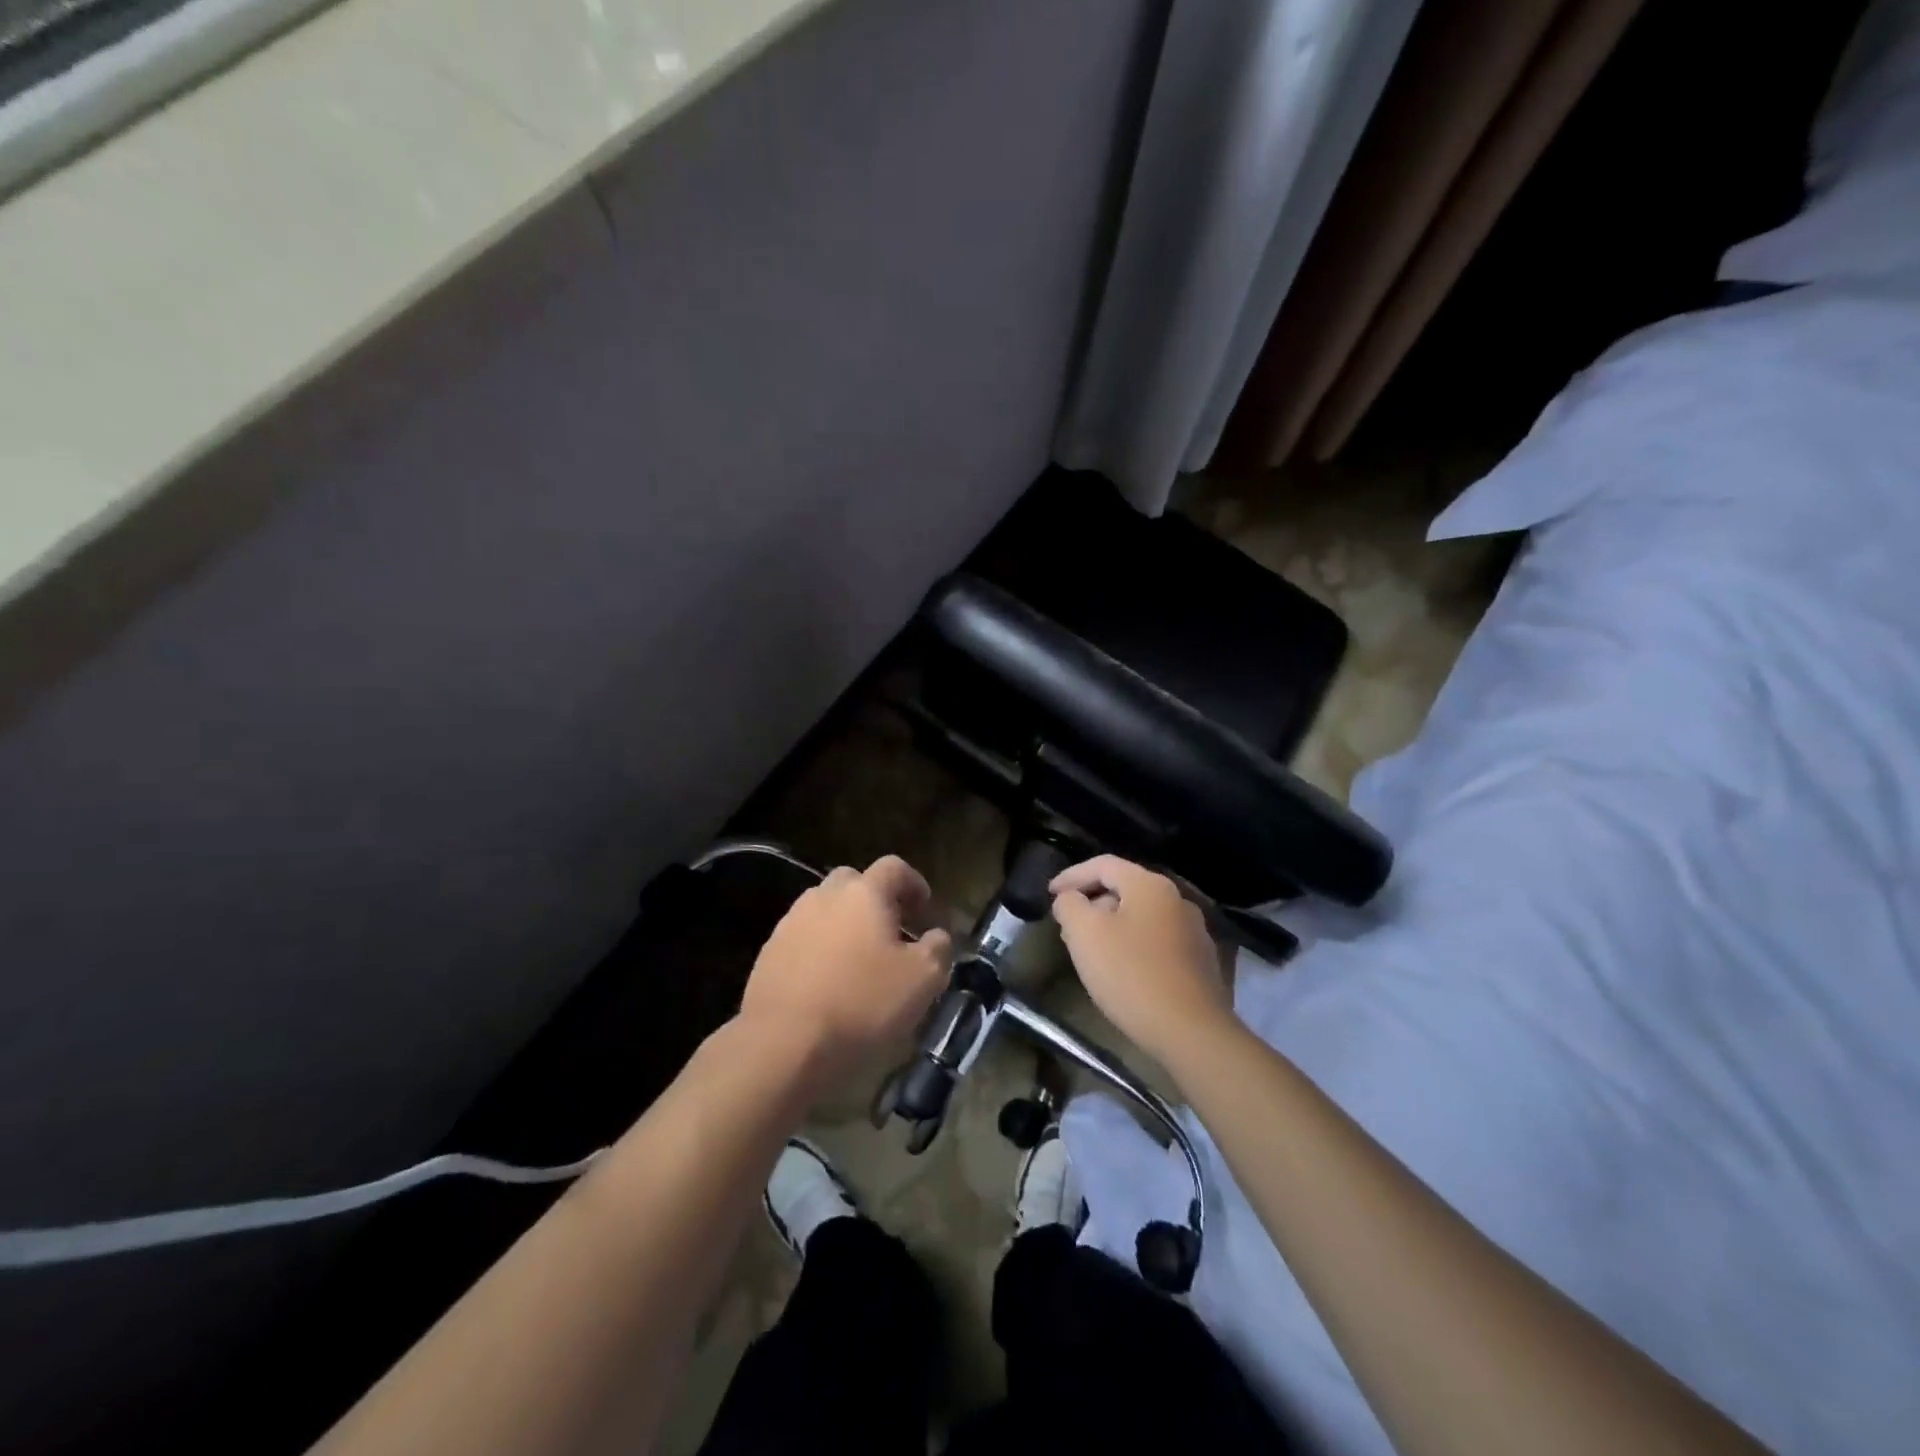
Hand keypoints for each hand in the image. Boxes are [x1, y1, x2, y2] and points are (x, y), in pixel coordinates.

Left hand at [739, 856, 951, 1095]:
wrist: (782, 1043)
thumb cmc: (862, 1004)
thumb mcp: (922, 980)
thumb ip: (938, 949)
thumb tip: (936, 936)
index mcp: (864, 893)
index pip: (894, 868)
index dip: (914, 883)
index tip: (926, 910)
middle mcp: (824, 896)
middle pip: (854, 882)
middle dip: (876, 900)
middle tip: (892, 932)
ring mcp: (791, 922)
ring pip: (825, 910)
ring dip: (845, 925)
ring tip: (859, 961)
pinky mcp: (769, 953)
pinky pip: (803, 939)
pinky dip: (820, 950)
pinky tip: (829, 983)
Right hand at [1050, 856, 1232, 1068]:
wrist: (1191, 1032)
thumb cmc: (1131, 975)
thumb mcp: (1085, 934)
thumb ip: (1070, 906)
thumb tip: (1070, 899)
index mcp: (1150, 885)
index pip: (1103, 865)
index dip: (1071, 876)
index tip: (1049, 894)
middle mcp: (1177, 899)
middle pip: (1125, 889)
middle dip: (1092, 902)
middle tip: (1067, 924)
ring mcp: (1194, 931)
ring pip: (1142, 916)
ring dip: (1113, 926)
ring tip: (1091, 949)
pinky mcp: (1201, 962)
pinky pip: (1158, 941)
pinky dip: (1133, 945)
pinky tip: (1122, 971)